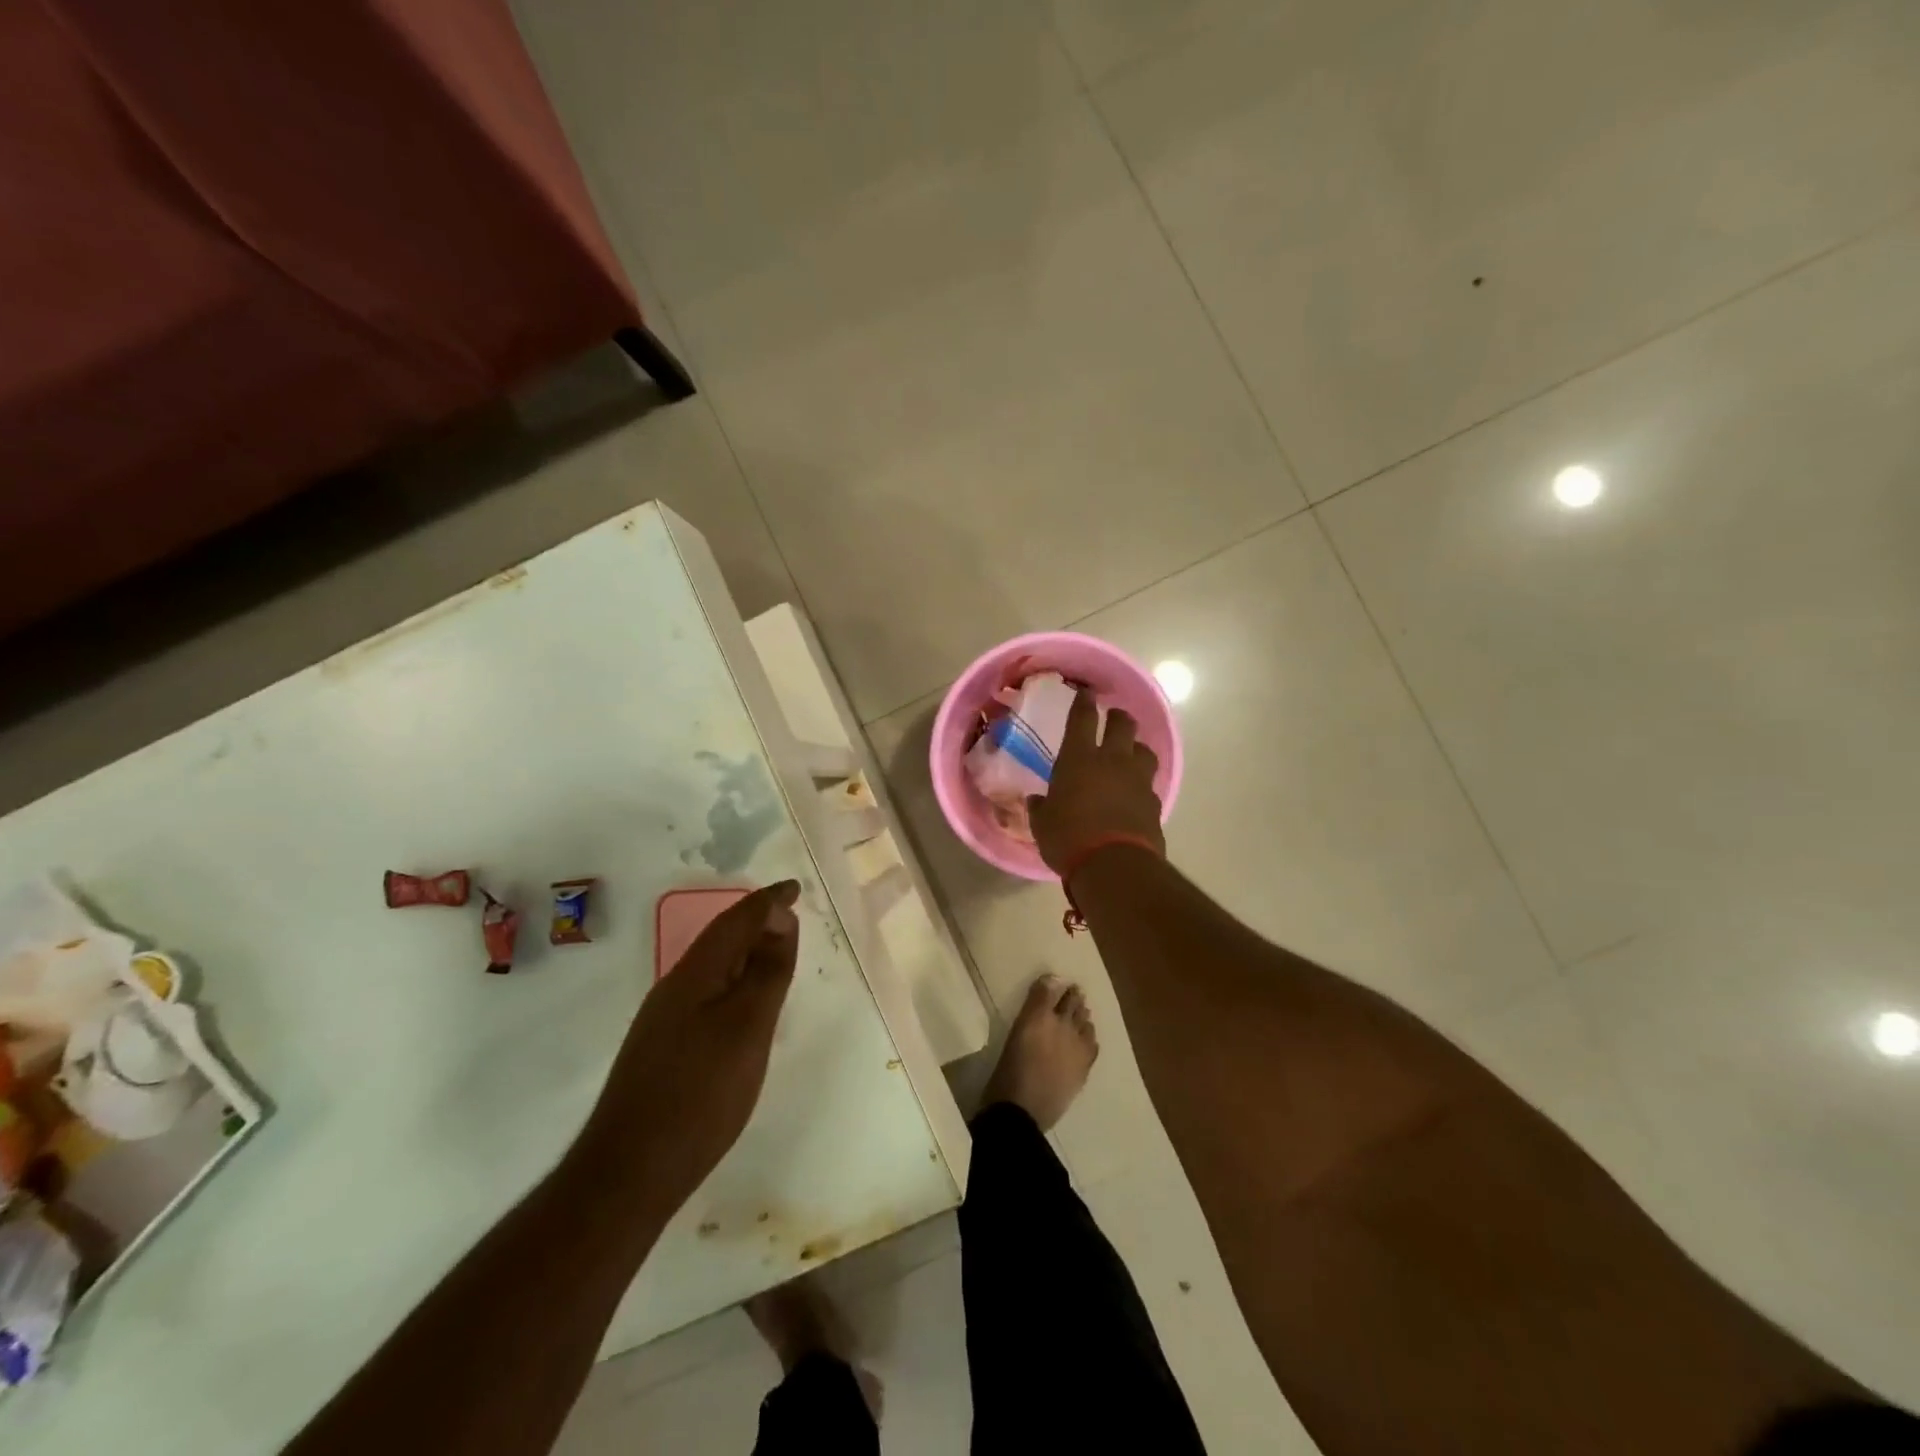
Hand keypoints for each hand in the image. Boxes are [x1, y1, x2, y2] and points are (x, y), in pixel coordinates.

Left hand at [590, 881, 801, 1213]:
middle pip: (720, 940)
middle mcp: (674, 988)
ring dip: (745, 952)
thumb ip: (767, 972)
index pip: (736, 920)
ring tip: (776, 954)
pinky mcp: (664, 1049)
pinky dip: (733, 982)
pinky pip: (707, 994)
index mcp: (694, 974)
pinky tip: (744, 1005)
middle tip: (792, 919)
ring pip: (712, 968)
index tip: (795, 888)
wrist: (629, 1172)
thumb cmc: (700, 1093)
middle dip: (756, 922)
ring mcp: (664, 1020)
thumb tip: (779, 922)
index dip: (767, 901)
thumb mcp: (748, 1027)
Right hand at [1027, 689, 1164, 875]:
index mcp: (1079, 758)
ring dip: (1137, 749)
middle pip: (1123, 724)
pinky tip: (1135, 793)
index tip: (1086, 692)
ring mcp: (1138, 780)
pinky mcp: (1154, 803)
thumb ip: (1041, 808)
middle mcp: (1113, 761)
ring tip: (1130, 755)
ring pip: (1145, 750)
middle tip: (1113, 718)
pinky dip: (1142, 784)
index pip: (1082, 718)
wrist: (1114, 866)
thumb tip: (1036, 801)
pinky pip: (1149, 784)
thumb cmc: (1068, 838)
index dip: (1084, 702)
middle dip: (1118, 717)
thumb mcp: (1042, 824)